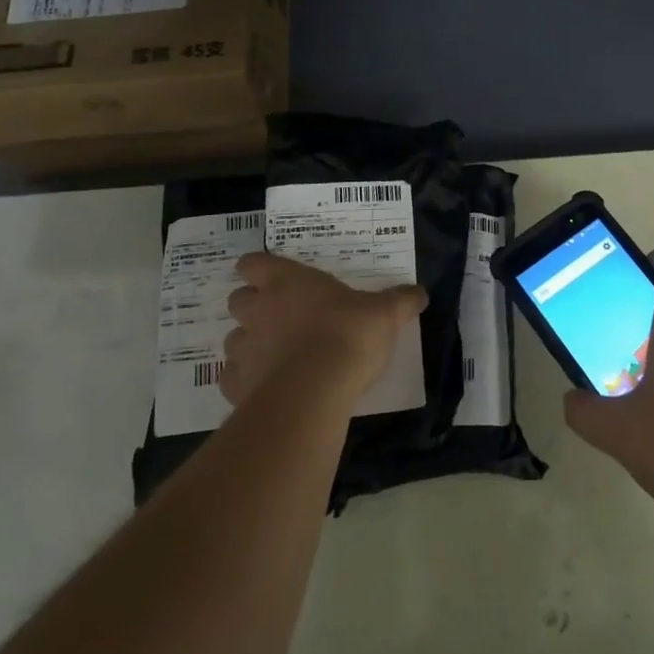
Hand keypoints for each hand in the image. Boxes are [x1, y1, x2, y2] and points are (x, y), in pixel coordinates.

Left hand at [222, 253, 426, 407]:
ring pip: (233, 340)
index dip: (258, 269)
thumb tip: (420, 293)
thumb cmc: (348, 334)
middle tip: (279, 318)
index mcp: (286, 281)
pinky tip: (267, 389)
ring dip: (250, 345)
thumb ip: (400, 301)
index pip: (253, 263)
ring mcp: (244, 348)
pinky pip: (233, 379)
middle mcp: (258, 310)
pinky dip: (246, 382)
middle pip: (237, 299)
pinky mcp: (236, 386)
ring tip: (275, 357)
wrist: (316, 390)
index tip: (271, 278)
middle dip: (253, 307)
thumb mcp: (384, 314)